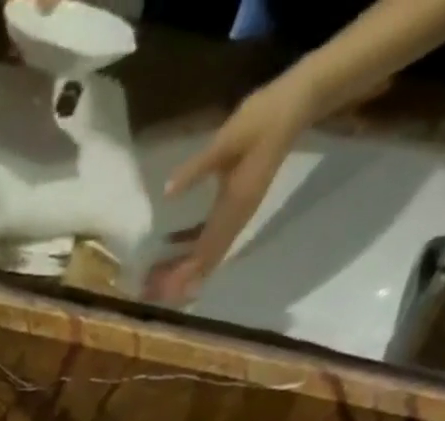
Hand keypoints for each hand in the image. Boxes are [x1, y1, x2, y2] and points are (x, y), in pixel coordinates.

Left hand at [145, 75, 319, 305]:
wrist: (297, 104)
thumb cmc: (262, 119)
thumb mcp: (226, 141)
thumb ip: (197, 167)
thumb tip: (167, 191)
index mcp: (233, 208)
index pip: (204, 253)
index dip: (180, 275)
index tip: (158, 290)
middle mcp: (236, 219)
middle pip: (203, 262)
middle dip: (176, 280)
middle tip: (147, 291)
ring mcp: (237, 215)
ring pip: (206, 253)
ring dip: (181, 269)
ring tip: (153, 279)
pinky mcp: (235, 206)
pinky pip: (209, 237)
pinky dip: (189, 249)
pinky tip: (169, 250)